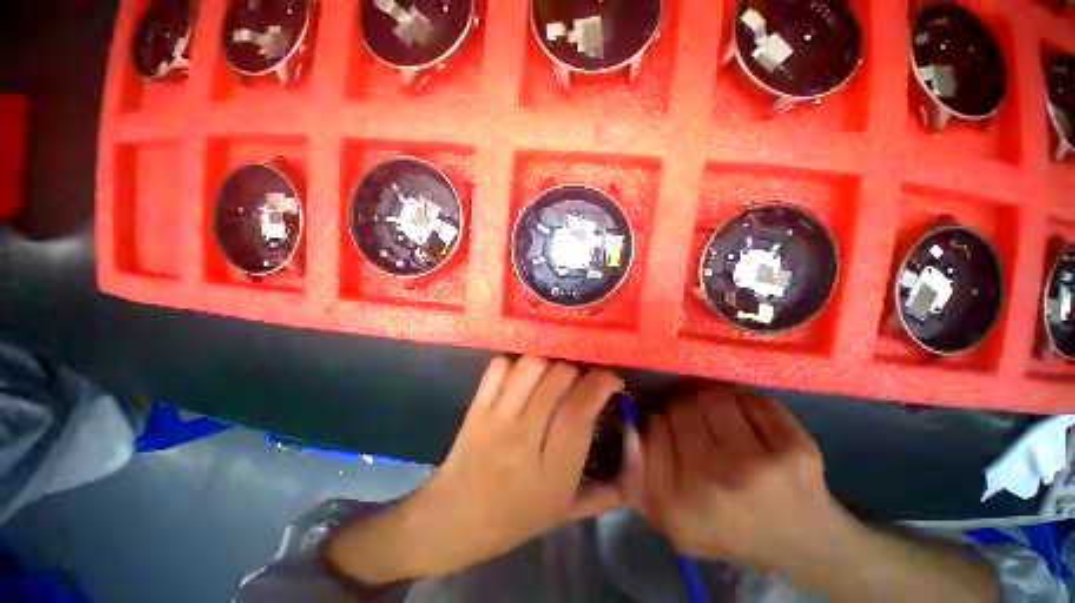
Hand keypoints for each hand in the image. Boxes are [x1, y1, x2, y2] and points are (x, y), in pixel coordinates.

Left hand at [329, 355, 625, 582]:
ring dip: (549, 362)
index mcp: (552, 469)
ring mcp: (497, 418)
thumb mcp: (566, 512)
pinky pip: (499, 366)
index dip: (601, 383)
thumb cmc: (516, 518)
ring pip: (530, 365)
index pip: (580, 409)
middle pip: (558, 378)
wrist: (455, 519)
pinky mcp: (477, 406)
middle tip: (581, 379)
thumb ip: (606, 492)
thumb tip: (636, 462)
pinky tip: (523, 374)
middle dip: (577, 370)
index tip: (611, 379)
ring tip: (553, 373)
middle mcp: (524, 436)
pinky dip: (516, 362)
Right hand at [624, 386, 998, 601]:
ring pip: (711, 395)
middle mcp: (713, 483)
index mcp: (675, 504)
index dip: (657, 420)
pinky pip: (748, 397)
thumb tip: (628, 426)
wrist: (805, 543)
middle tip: (695, 420)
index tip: (667, 426)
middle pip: (680, 407)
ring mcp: (757, 464)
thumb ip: (635, 478)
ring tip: (719, 417)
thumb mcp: (669, 519)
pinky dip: (744, 402)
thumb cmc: (728, 529)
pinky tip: (747, 421)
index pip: (650, 428)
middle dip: (682, 407)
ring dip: (711, 400)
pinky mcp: (793, 447)